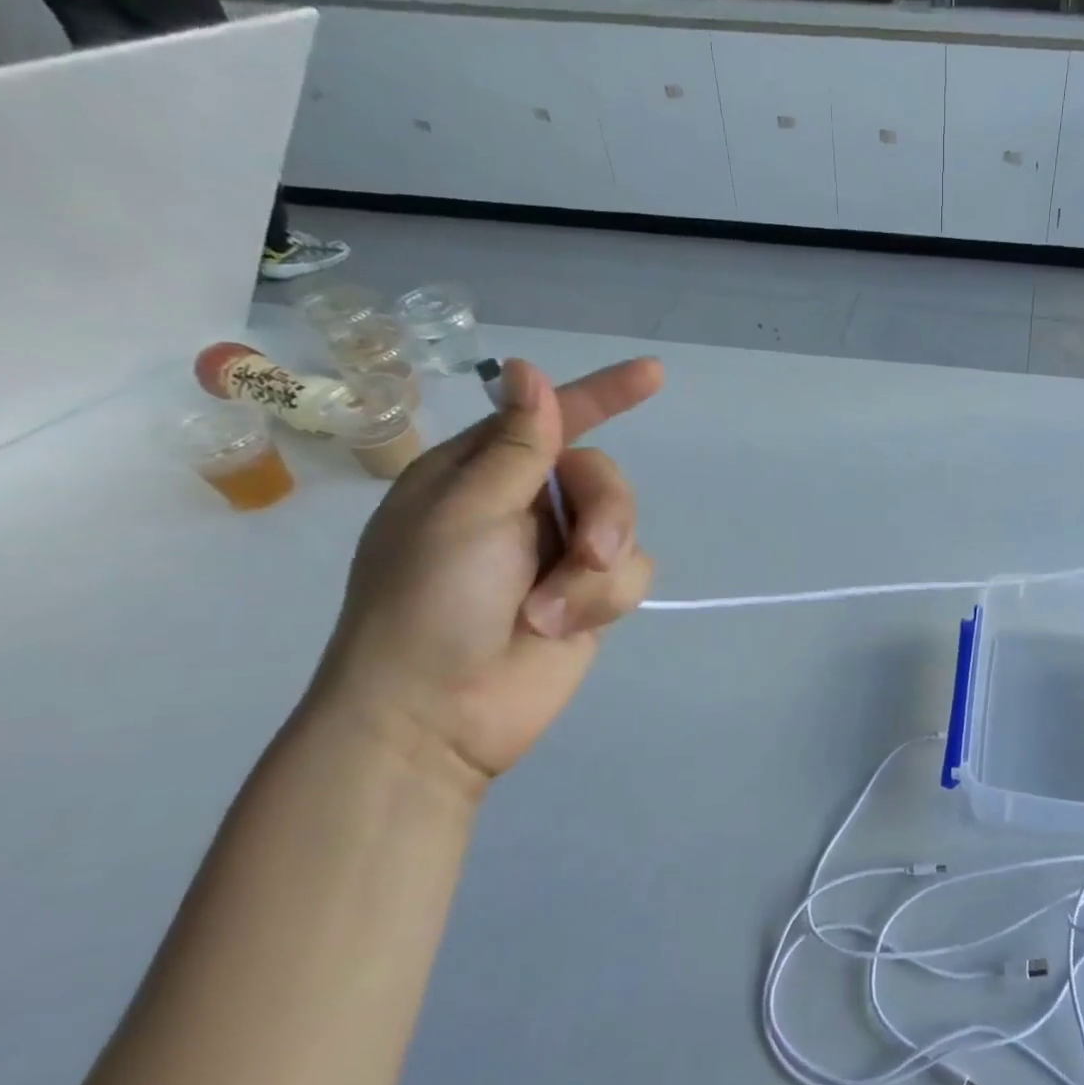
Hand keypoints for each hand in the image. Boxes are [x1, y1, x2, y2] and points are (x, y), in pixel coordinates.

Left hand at [308, 357, 663, 784]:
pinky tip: (564, 626)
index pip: (551, 419)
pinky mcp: (589, 598)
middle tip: (588, 553)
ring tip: (553, 611)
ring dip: (597, 570)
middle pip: (603, 476)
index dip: (603, 394)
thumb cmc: (429, 604)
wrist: (436, 715)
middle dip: (606, 512)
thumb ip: (517, 447)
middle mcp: (524, 508)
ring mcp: (559, 554)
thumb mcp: (468, 514)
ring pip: (626, 527)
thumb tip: (527, 369)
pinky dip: (603, 600)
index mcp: (480, 475)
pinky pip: (632, 574)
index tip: (654, 375)